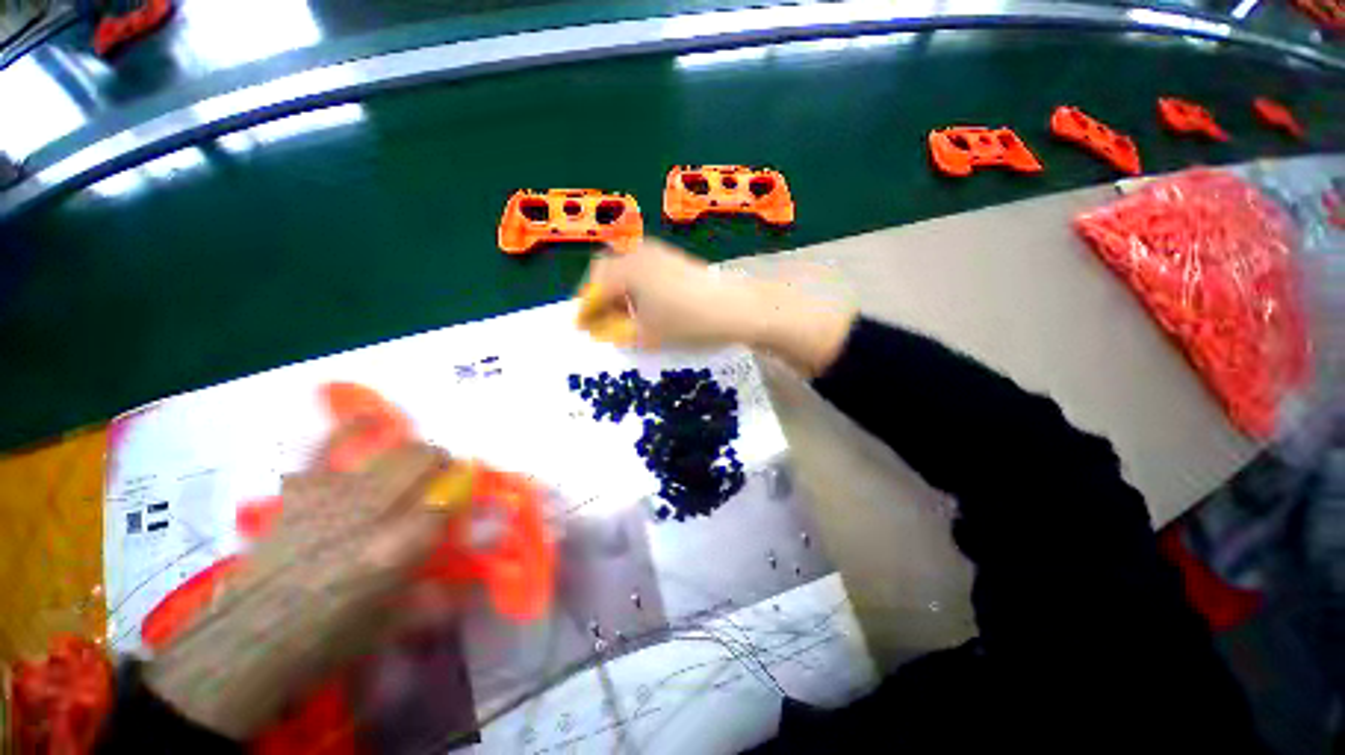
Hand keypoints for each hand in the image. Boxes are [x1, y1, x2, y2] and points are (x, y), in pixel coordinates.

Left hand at [145, 437, 455, 739]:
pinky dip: (353, 428)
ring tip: (415, 464)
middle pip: (422, 460)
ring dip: (414, 452)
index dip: (464, 491)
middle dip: (442, 463)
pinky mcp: (303, 491)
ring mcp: (333, 496)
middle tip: (443, 479)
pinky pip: (330, 446)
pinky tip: (370, 419)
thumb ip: (441, 595)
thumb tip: (478, 576)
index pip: (447, 501)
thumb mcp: (393, 625)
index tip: (468, 495)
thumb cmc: (327, 640)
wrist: (249, 640)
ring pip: (391, 451)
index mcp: (394, 549)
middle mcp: (368, 513)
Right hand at [579, 238, 762, 348]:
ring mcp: (658, 253)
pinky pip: (643, 268)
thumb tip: (600, 329)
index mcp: (626, 270)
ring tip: (623, 315)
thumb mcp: (647, 334)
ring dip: (618, 290)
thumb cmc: (686, 322)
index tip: (582, 328)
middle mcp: (638, 253)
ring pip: (625, 267)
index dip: (585, 308)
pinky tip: (646, 304)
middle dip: (600, 295)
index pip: (594, 287)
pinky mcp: (673, 258)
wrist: (734, 308)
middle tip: (601, 320)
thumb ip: (618, 331)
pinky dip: (635, 285)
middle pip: (606, 270)